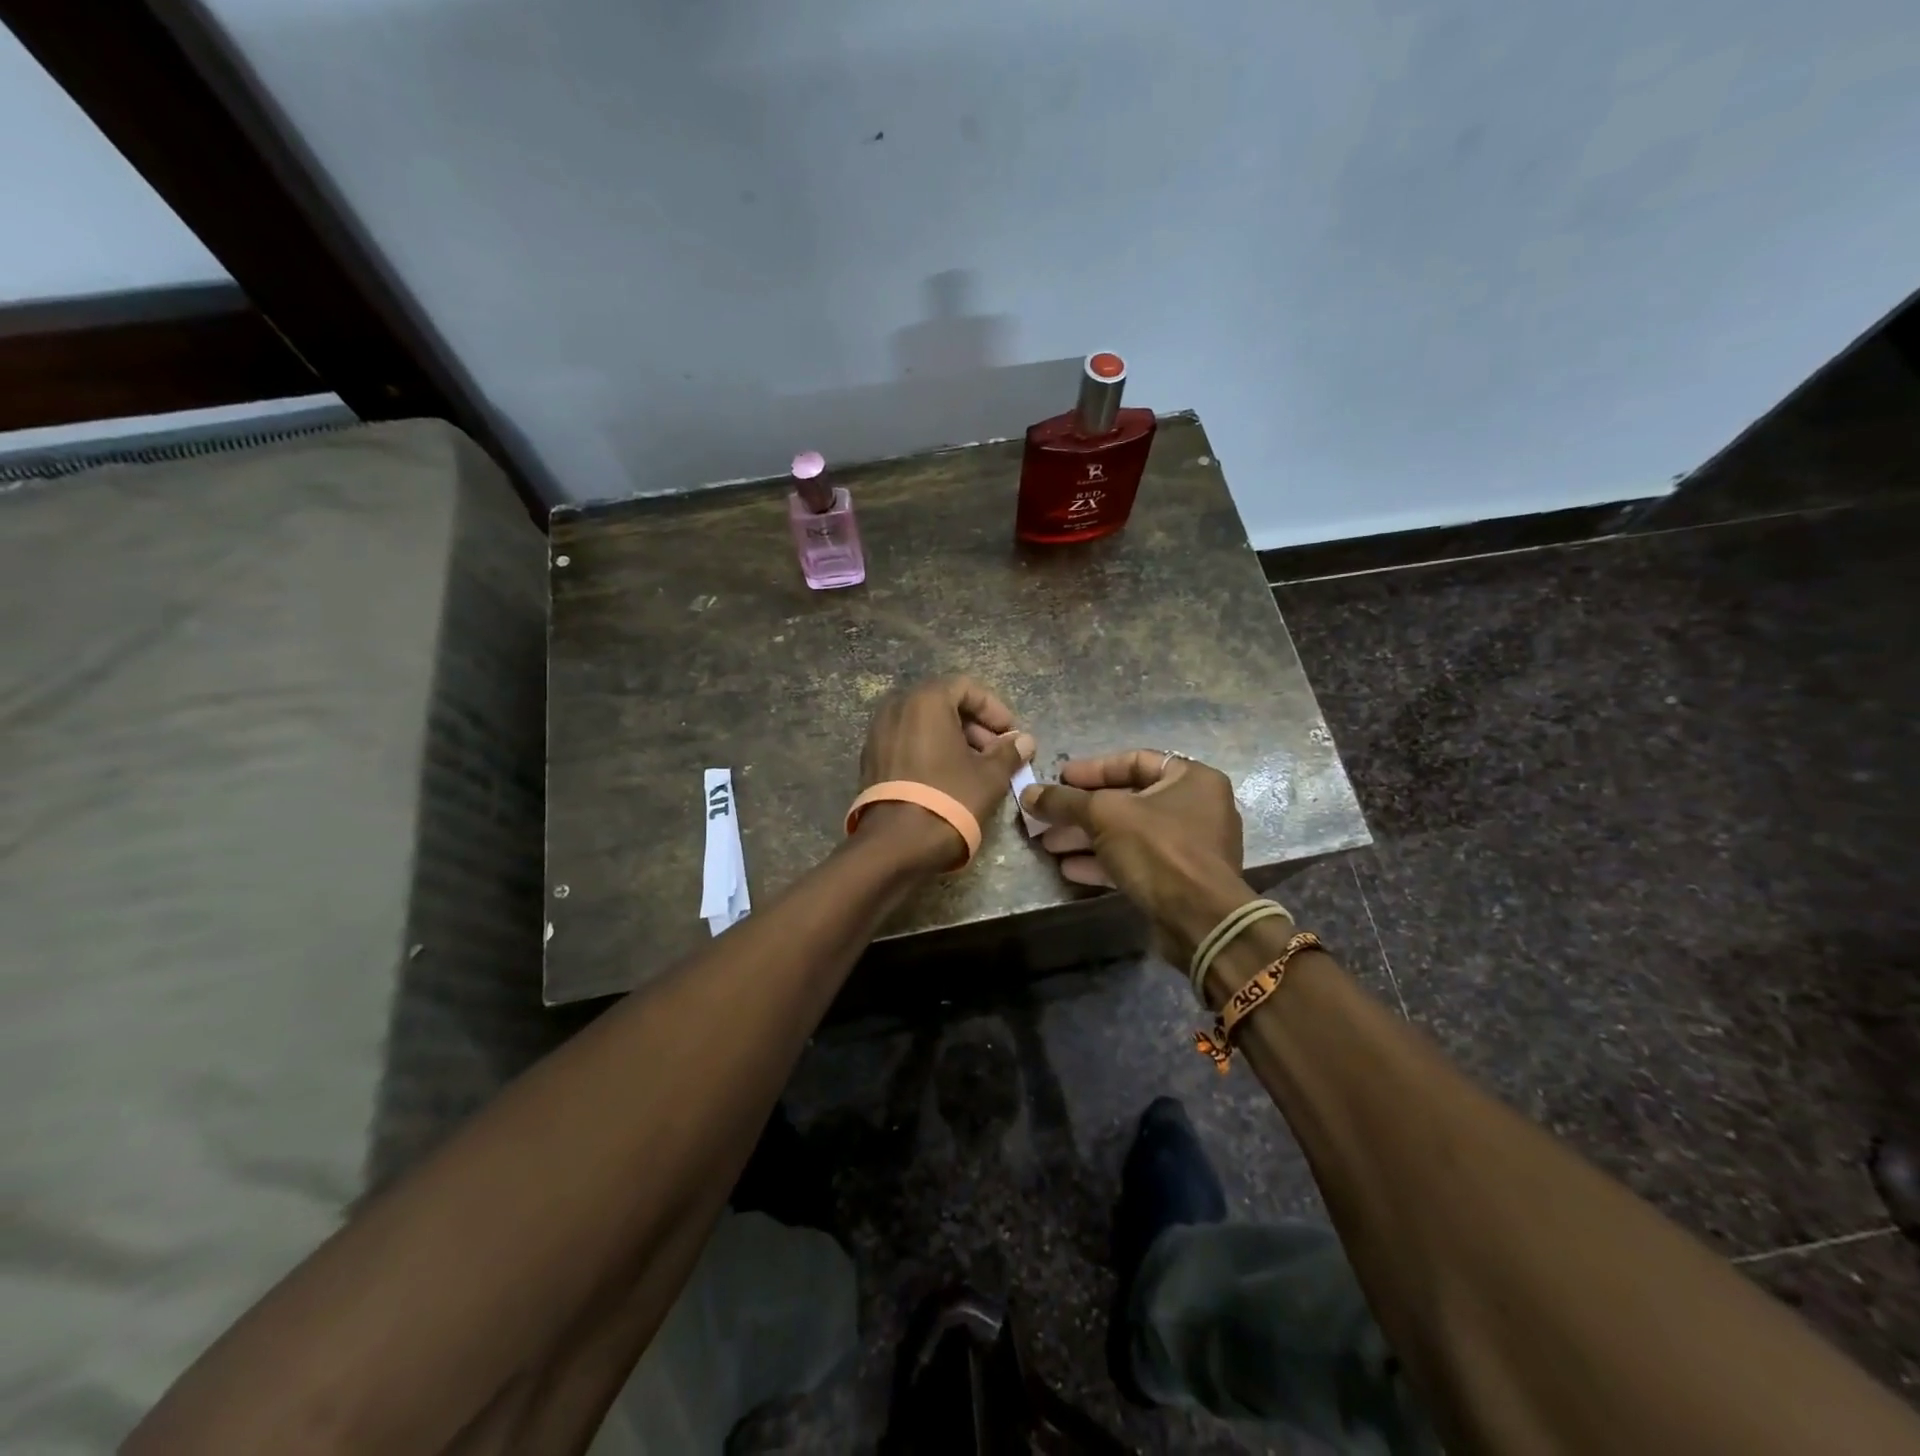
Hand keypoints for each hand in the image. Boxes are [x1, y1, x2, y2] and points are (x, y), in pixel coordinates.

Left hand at [857, 676, 1035, 868]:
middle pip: (943, 704)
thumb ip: (1009, 752)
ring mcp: (878, 733)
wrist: (895, 845)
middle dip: (974, 726)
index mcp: (925, 701)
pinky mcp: (870, 759)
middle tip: (996, 754)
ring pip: (923, 725)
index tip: (1011, 735)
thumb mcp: (989, 776)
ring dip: (953, 740)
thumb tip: (1024, 741)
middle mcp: (896, 708)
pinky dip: (929, 751)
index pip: (966, 687)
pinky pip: (906, 743)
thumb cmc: (949, 799)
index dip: (994, 709)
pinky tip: (947, 779)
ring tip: (976, 769)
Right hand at [1022, 750, 1246, 963]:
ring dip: (1087, 837)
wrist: (1199, 920)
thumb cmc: (1158, 849)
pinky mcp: (1179, 879)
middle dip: (1082, 810)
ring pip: (1128, 833)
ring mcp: (1189, 846)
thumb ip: (1065, 801)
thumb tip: (1028, 793)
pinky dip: (1104, 861)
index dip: (1093, 769)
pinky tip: (1069, 868)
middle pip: (1128, 799)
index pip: (1135, 760)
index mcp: (1192, 778)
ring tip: (1048, 843)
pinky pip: (1136, 860)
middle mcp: (1196, 807)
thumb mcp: (1104, 815)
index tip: (1060, 778)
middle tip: (1047, 815)